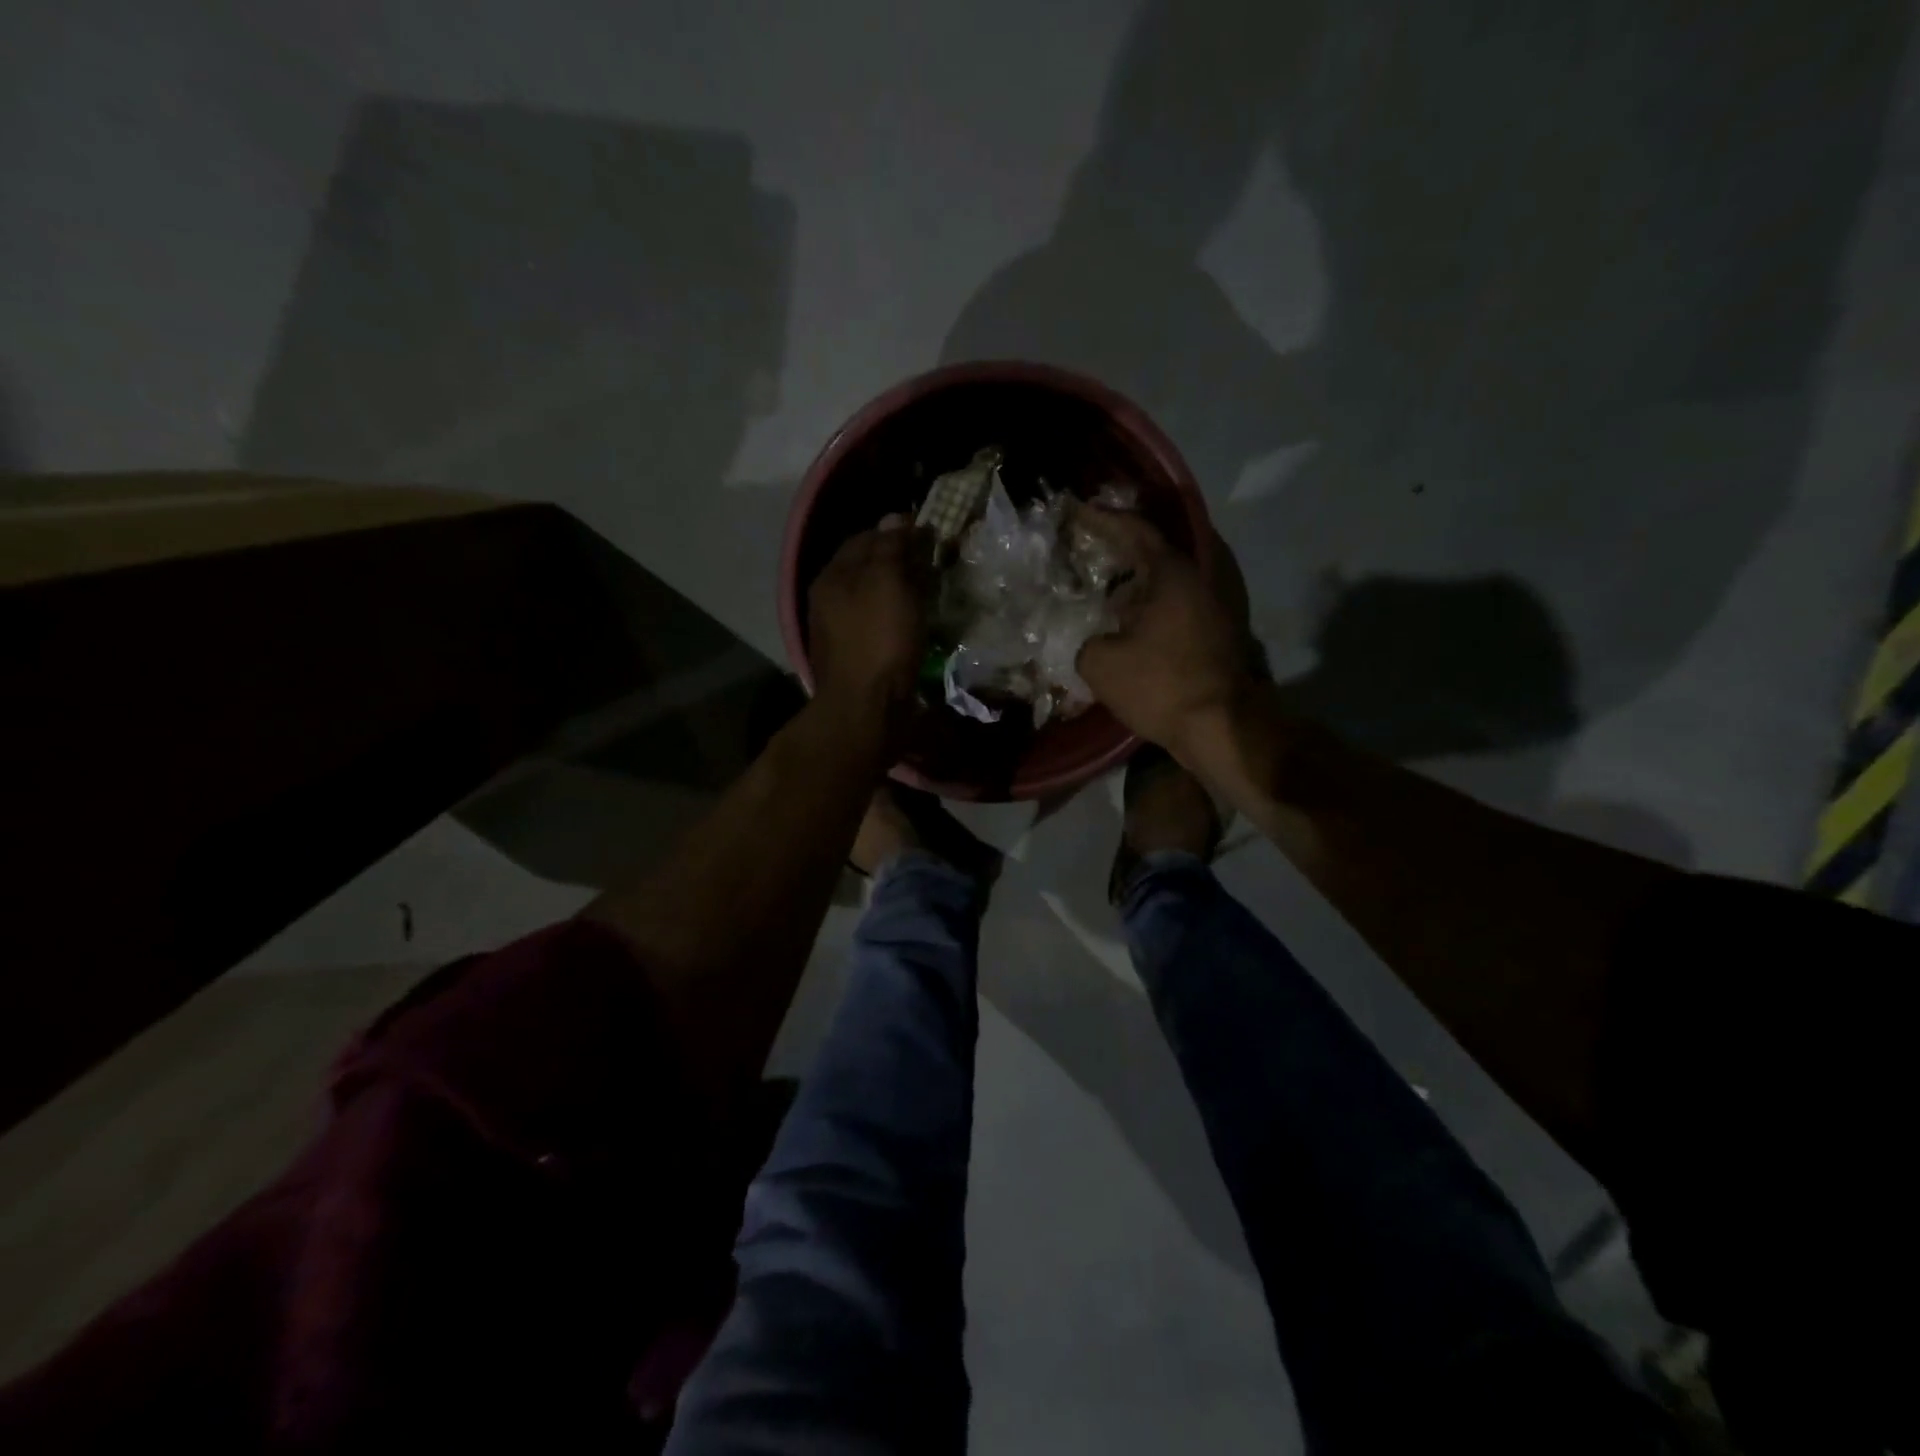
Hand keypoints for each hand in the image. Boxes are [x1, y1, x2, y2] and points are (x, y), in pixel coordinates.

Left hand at [808, 517, 931, 740]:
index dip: (896, 532)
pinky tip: (914, 626)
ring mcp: (838, 633)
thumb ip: (890, 548)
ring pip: (872, 600)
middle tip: (933, 564)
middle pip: (866, 570)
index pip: (865, 538)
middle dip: (897, 563)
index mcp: (832, 577)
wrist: (866, 710)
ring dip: (898, 593)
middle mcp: (828, 602)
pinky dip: (896, 620)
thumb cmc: (878, 641)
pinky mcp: (854, 660)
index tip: (928, 534)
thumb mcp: (887, 583)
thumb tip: (895, 519)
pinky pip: (877, 628)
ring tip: (929, 594)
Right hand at [1075, 507, 1252, 755]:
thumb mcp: (1100, 663)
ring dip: (1136, 581)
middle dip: (1120, 549)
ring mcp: (1215, 606)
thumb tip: (1088, 640)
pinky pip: (1177, 604)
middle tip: (1087, 549)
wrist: (1222, 728)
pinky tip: (1127, 622)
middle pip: (1155, 552)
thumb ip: (1083, 641)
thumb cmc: (1161, 685)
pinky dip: (1151, 605)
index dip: (1101, 519)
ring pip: (1167, 581)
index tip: (1075, 511)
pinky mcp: (1218, 633)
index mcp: (1172, 573)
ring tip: (1102, 588)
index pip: (1134, 530)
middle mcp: (1200, 578)